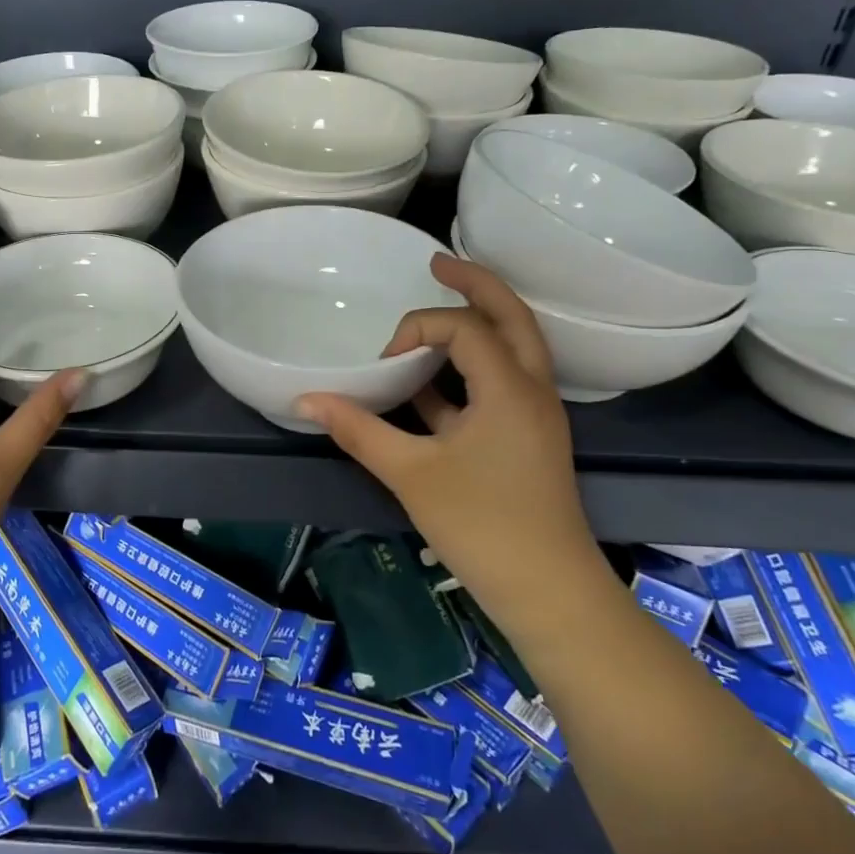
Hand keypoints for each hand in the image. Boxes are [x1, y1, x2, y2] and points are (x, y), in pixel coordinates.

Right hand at [297, 255, 600, 607]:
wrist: (549, 593)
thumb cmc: (482, 526)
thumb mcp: (410, 473)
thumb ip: (358, 429)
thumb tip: (305, 399)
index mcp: (509, 387)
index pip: (463, 327)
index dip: (416, 330)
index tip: (385, 364)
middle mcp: (532, 388)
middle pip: (511, 316)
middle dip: (475, 283)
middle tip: (437, 260)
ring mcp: (534, 413)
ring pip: (513, 347)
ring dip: (479, 321)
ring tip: (443, 300)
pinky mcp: (526, 437)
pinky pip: (501, 382)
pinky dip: (470, 369)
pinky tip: (429, 383)